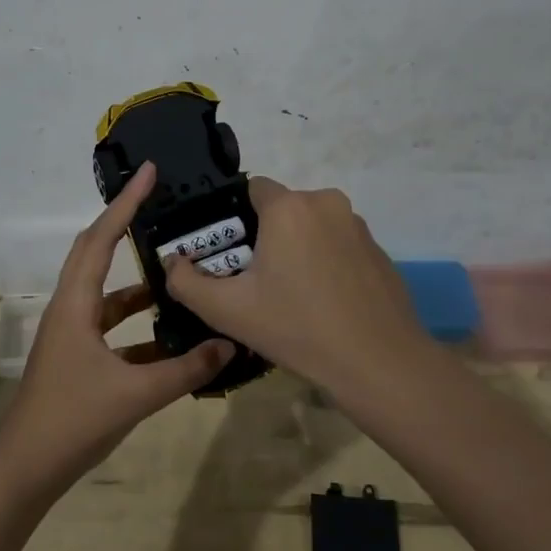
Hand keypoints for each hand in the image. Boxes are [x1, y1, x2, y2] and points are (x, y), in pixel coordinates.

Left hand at [0, 161, 233, 492]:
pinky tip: (169, 335)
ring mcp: (72, 334)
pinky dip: (137, 323)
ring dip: (137, 281)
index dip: (126, 203)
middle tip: (158, 202)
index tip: (149, 173)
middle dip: (124, 223)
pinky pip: (111, 327)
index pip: (101, 239)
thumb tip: (228, 345)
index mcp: (75, 304)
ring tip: (175, 272)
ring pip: (106, 292)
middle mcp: (70, 309)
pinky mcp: (78, 357)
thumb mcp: (136, 394)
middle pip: (95, 252)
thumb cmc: (73, 420)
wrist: (27, 468)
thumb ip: (186, 370)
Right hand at [164, 178, 436, 402]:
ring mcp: (358, 226)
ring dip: (297, 248)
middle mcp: (326, 202)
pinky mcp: (379, 250)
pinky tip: (324, 302)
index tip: (229, 253)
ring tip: (290, 295)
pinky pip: (339, 244)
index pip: (252, 188)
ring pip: (312, 226)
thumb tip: (172, 263)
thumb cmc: (297, 328)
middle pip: (282, 208)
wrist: (378, 362)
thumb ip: (186, 283)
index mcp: (289, 207)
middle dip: (265, 235)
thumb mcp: (228, 311)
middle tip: (254, 280)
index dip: (234, 217)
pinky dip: (326, 262)